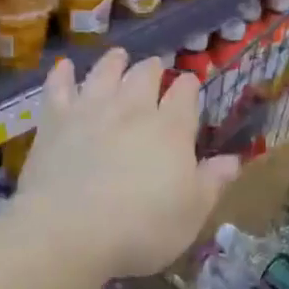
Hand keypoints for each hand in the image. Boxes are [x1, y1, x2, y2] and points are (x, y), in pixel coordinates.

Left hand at [13, 49, 238, 280]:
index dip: (189, 86)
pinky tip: (64, 67)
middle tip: (155, 68)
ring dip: (114, 62)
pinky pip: (58, 88)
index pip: (185, 93)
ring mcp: (91, 109)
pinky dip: (63, 75)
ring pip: (105, 72)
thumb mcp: (191, 213)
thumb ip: (213, 182)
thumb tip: (234, 160)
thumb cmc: (141, 228)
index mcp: (171, 128)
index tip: (190, 84)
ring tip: (119, 56)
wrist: (68, 232)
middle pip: (145, 75)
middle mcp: (133, 108)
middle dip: (153, 69)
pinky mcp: (55, 121)